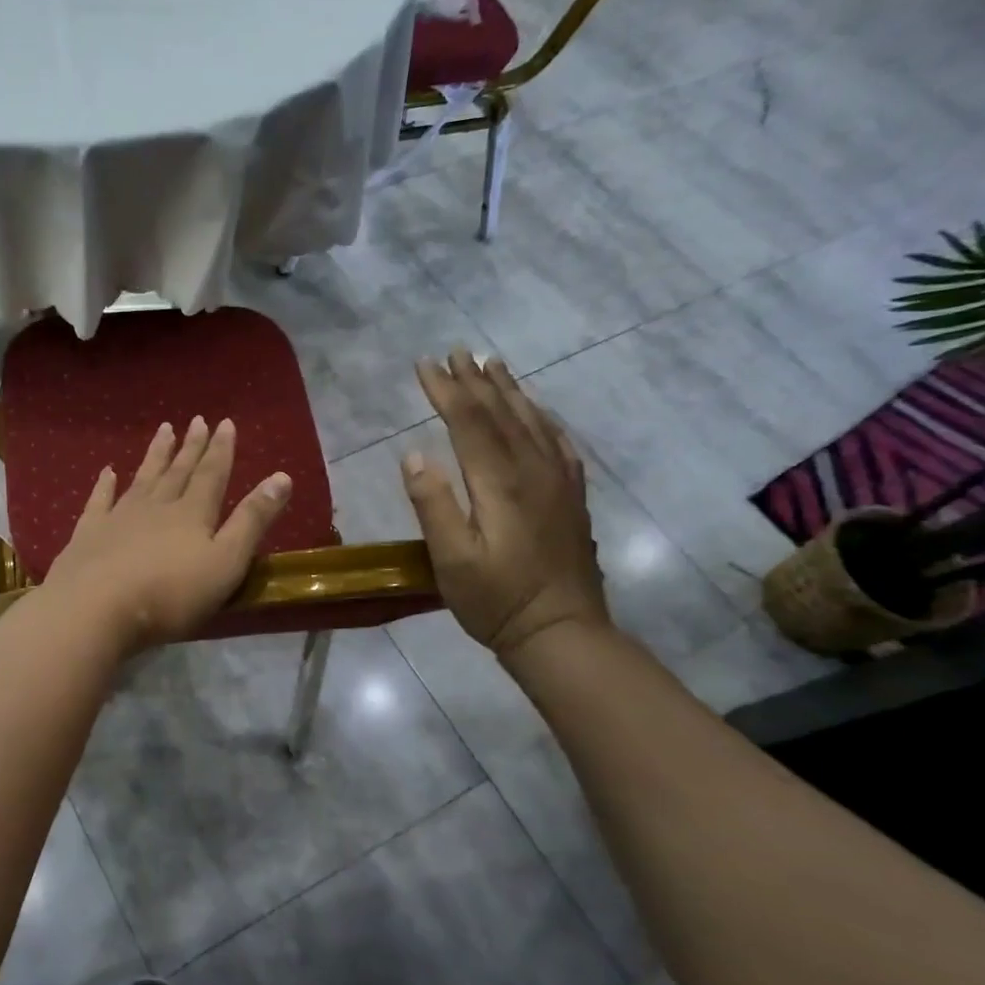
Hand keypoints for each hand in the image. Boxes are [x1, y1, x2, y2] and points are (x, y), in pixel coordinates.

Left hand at [43, 417, 291, 652]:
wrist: (96, 608)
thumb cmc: (170, 594)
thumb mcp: (225, 562)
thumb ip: (252, 521)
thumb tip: (282, 477)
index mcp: (192, 514)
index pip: (212, 475)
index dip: (221, 450)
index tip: (225, 423)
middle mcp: (156, 506)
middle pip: (177, 471)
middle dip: (190, 447)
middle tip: (196, 420)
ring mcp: (119, 517)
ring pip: (142, 478)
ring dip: (155, 455)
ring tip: (164, 430)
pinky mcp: (88, 533)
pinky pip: (99, 500)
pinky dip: (104, 484)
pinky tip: (107, 471)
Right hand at [401, 348, 609, 659]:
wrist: (561, 631)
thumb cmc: (496, 600)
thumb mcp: (451, 559)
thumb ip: (434, 504)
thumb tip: (413, 455)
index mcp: (500, 483)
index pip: (469, 423)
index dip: (446, 391)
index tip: (424, 365)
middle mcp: (533, 471)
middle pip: (502, 413)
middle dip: (475, 381)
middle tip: (456, 352)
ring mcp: (558, 482)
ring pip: (532, 421)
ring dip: (509, 390)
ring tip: (492, 365)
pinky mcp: (571, 497)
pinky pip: (558, 442)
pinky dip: (542, 418)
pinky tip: (536, 411)